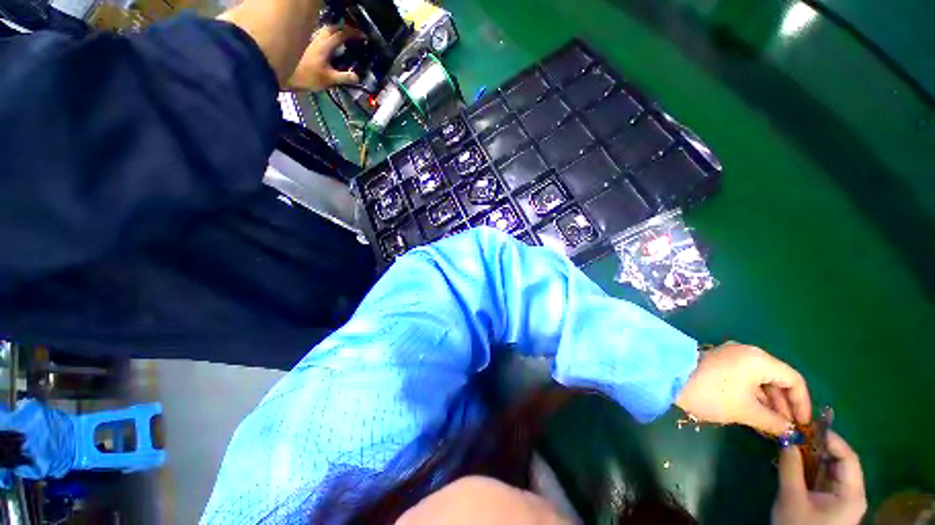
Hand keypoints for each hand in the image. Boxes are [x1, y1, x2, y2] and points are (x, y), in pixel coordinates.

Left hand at [286, 25, 362, 91]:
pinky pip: (320, 35)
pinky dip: (329, 36)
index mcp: (326, 46)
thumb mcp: (329, 80)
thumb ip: (344, 78)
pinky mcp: (306, 44)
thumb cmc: (307, 77)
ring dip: (336, 31)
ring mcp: (311, 40)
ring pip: (326, 30)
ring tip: (344, 38)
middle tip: (354, 36)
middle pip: (334, 28)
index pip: (342, 34)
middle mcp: (318, 38)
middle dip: (346, 30)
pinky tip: (331, 44)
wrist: (284, 74)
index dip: (354, 34)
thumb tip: (357, 77)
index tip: (363, 37)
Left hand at [675, 343, 810, 434]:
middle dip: (785, 404)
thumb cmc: (712, 394)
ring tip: (773, 426)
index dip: (802, 403)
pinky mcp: (719, 362)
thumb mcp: (746, 411)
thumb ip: (774, 421)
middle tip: (787, 428)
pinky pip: (745, 378)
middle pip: (777, 378)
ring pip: (760, 379)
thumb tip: (790, 431)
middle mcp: (747, 353)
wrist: (669, 378)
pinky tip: (756, 414)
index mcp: (759, 359)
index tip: (802, 424)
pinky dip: (754, 395)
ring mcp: (731, 356)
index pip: (793, 379)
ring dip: (769, 402)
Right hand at [772, 431, 866, 524]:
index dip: (830, 439)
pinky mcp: (831, 502)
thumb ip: (790, 466)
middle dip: (818, 446)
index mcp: (852, 493)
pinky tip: (795, 460)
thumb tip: (786, 436)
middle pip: (840, 461)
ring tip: (792, 444)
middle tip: (796, 433)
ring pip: (831, 468)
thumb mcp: (791, 497)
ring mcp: (842, 498)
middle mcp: (852, 493)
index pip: (848, 457)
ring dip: (813, 455)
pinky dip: (811, 467)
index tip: (807, 426)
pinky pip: (824, 477)